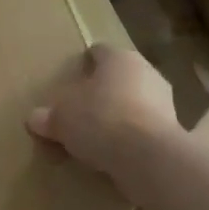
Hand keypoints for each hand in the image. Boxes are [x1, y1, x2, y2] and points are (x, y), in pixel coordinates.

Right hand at [27, 44, 178, 196]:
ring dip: (118, 114)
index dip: (85, 62)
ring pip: (134, 102)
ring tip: (95, 134)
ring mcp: (165, 103)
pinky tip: (112, 152)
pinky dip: (129, 137)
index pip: (100, 51)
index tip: (73, 74)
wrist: (147, 158)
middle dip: (102, 90)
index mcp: (120, 59)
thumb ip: (48, 116)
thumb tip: (36, 118)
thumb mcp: (60, 118)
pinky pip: (142, 129)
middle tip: (80, 107)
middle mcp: (147, 73)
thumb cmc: (100, 120)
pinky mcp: (172, 132)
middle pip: (119, 77)